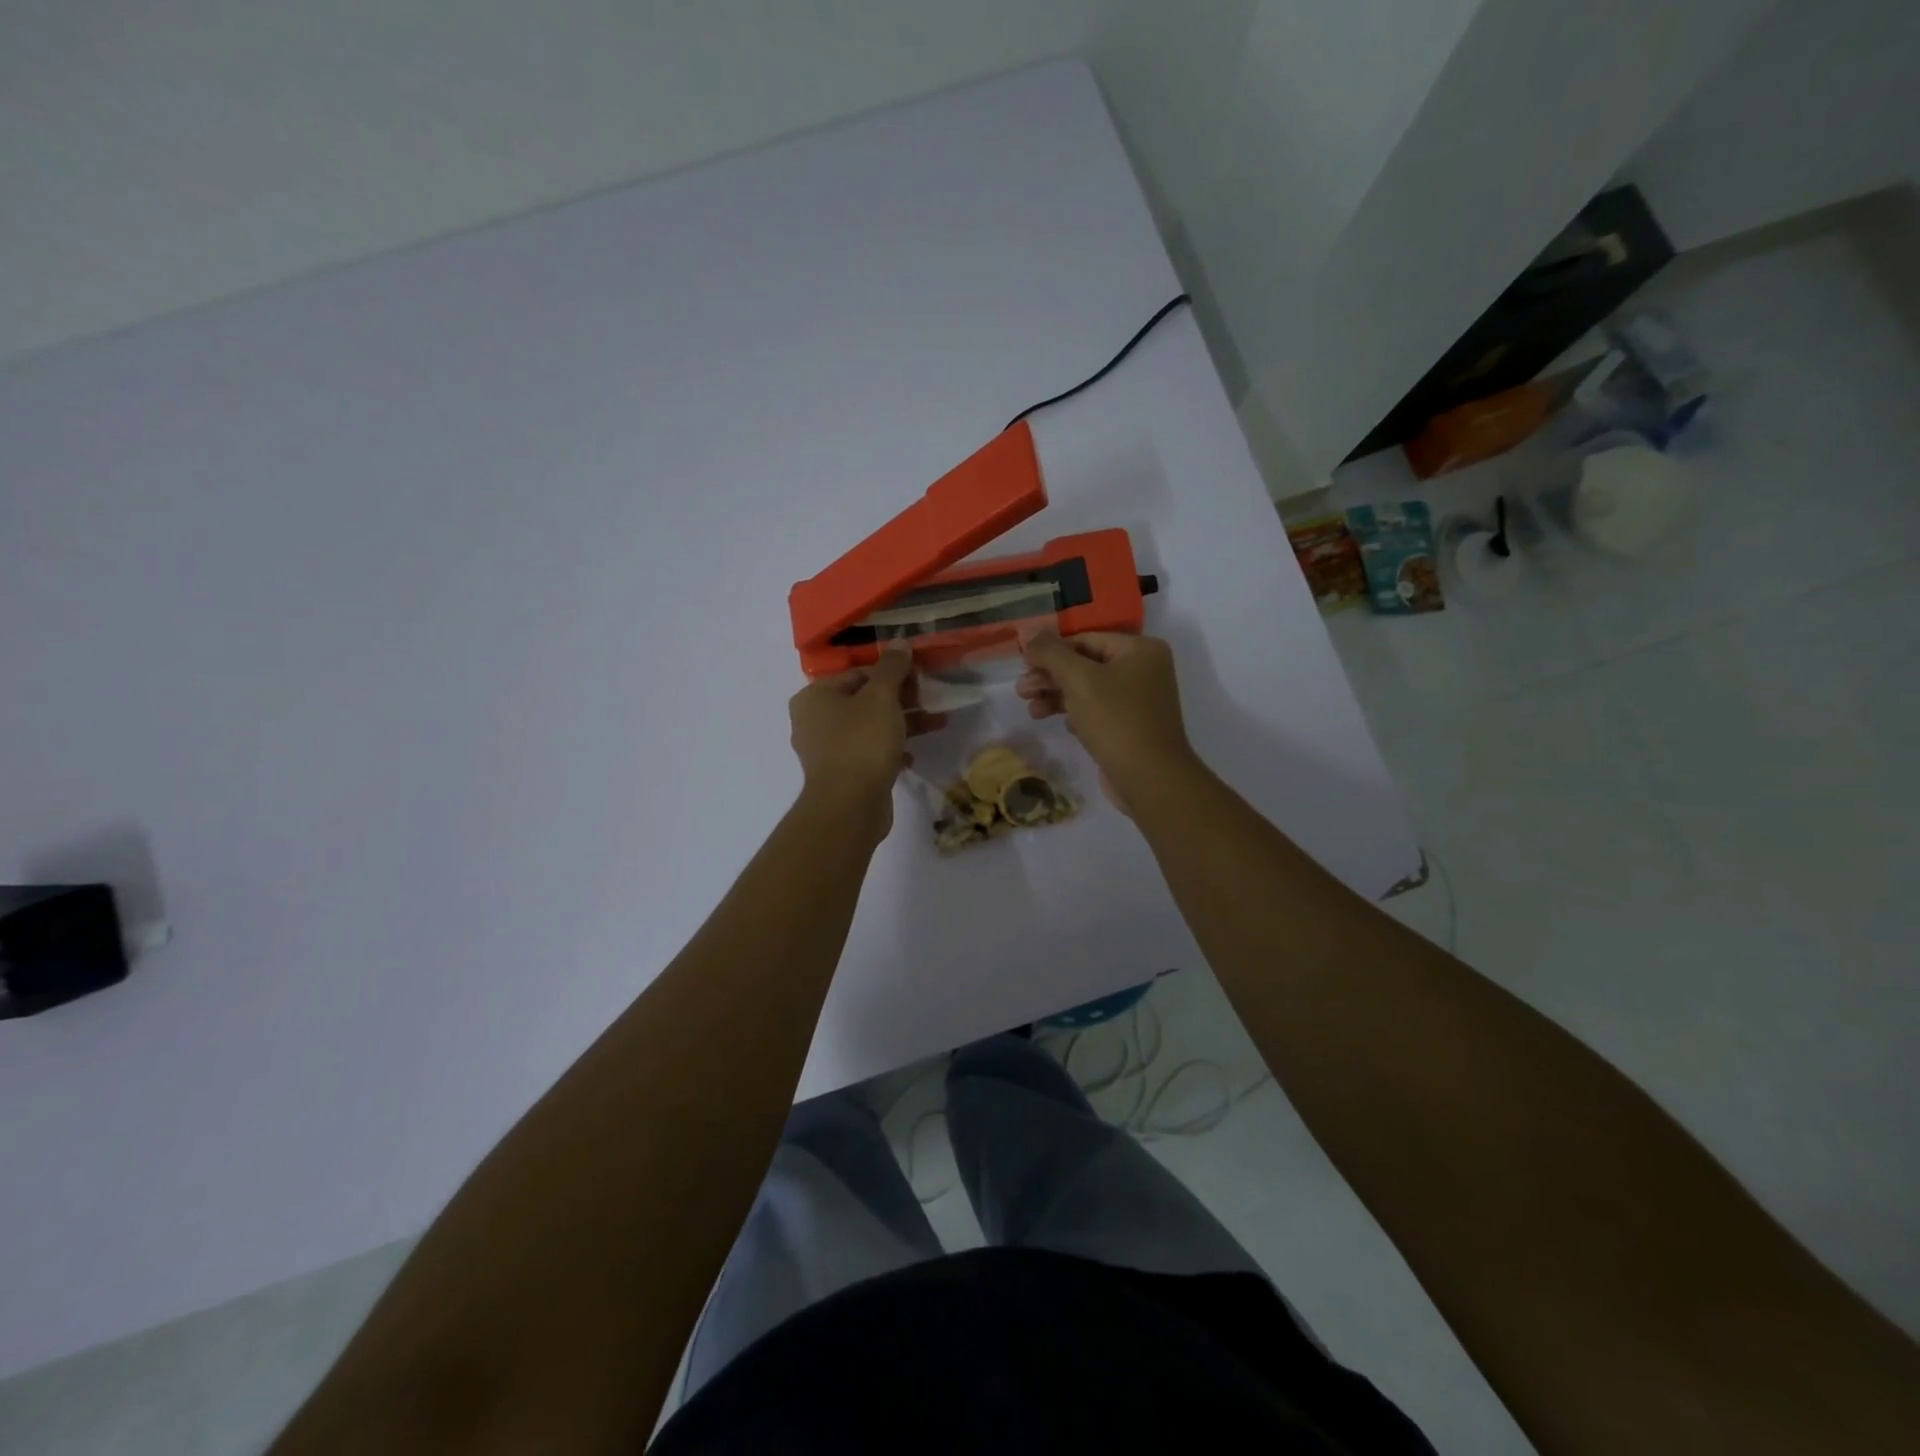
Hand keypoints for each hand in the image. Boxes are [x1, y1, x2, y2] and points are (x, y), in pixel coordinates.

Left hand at [788, 643, 943, 840]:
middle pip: (864, 700)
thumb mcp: (881, 697)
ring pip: (869, 727)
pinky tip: (912, 755)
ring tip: (936, 723)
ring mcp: (826, 750)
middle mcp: (814, 721)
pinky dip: (890, 750)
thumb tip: (900, 642)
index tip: (921, 678)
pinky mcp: (841, 775)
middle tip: (931, 699)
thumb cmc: (862, 743)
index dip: (892, 673)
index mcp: (814, 696)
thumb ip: (892, 668)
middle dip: (901, 700)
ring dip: (902, 723)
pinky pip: (868, 753)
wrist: (849, 807)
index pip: (858, 673)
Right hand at [1017, 630, 1197, 813]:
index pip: (1086, 639)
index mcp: (1140, 649)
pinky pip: (1098, 711)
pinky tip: (1062, 725)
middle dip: (1051, 677)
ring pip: (1089, 690)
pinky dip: (1076, 714)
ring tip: (1032, 711)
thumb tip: (1027, 631)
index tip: (1022, 664)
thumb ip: (1051, 652)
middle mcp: (1144, 669)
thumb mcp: (1078, 679)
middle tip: (1021, 691)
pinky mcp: (1132, 726)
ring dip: (1058, 697)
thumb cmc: (1116, 720)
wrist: (1150, 778)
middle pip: (1086, 664)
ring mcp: (1140, 700)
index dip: (1051, 650)